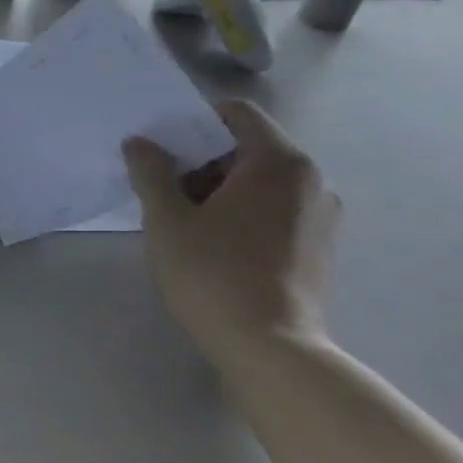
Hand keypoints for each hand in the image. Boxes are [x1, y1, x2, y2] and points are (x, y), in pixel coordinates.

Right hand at [122, 100, 339, 353]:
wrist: (270, 347)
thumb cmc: (212, 273)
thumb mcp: (166, 219)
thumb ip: (151, 172)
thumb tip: (140, 143)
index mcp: (278, 163)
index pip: (237, 114)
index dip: (194, 123)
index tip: (163, 150)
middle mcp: (311, 181)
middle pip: (249, 148)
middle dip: (203, 161)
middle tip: (165, 191)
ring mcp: (321, 216)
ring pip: (261, 181)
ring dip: (221, 189)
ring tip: (186, 223)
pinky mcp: (320, 247)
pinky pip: (275, 210)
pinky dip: (244, 213)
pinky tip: (215, 246)